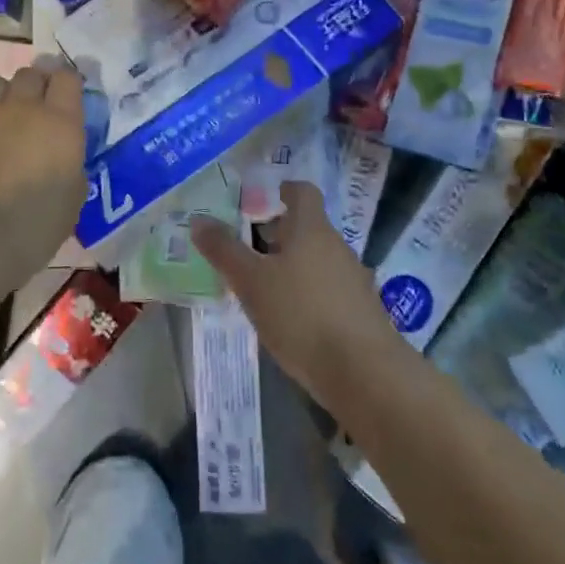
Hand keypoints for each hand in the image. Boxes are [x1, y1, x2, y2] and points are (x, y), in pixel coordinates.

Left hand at [0, 59, 87, 276]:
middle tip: (33, 110)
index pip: (67, 79)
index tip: (65, 98)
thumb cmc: (30, 227)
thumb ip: (70, 170)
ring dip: (1, 98)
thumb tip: (63, 163)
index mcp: (61, 124)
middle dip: (34, 86)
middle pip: (30, 74)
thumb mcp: (70, 202)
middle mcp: (23, 107)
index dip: (66, 84)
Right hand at [190, 181, 403, 407]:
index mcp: (312, 228)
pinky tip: (289, 320)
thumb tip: (199, 220)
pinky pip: (328, 290)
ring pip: (316, 260)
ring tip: (261, 287)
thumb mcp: (251, 282)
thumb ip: (224, 250)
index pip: (302, 191)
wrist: (365, 373)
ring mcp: (353, 280)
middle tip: (245, 248)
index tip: (258, 199)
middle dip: (277, 235)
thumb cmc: (302, 314)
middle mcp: (337, 246)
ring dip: (291, 267)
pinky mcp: (361, 312)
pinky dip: (307, 295)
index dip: (281, 190)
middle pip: (307, 228)